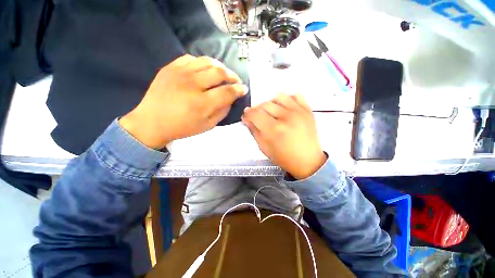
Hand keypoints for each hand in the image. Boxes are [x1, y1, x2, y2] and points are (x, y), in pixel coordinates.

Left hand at [120, 55, 245, 148]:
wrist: (152, 122)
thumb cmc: (182, 127)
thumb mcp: (208, 126)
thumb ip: (222, 112)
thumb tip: (231, 99)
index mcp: (202, 103)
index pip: (227, 91)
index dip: (239, 89)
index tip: (243, 89)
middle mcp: (192, 85)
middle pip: (220, 72)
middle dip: (232, 76)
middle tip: (235, 81)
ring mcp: (180, 73)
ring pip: (207, 61)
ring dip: (220, 67)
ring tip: (223, 74)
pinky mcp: (170, 67)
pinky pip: (192, 58)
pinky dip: (203, 63)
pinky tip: (205, 71)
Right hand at [242, 93, 325, 179]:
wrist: (307, 161)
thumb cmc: (283, 157)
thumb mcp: (264, 147)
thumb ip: (254, 131)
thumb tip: (246, 119)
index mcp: (274, 130)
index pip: (255, 114)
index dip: (247, 114)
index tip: (247, 116)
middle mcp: (286, 117)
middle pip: (265, 104)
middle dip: (257, 110)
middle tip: (258, 117)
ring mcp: (299, 112)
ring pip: (279, 97)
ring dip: (271, 103)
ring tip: (272, 112)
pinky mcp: (308, 110)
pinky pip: (295, 95)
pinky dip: (287, 99)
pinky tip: (285, 108)